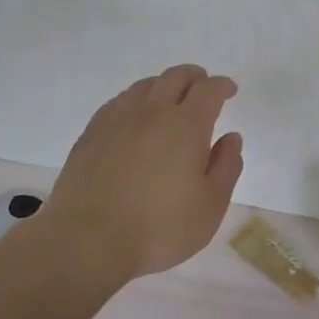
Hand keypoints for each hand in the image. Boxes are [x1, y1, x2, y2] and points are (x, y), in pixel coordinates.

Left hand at [37, 64, 243, 279]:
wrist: (87, 242)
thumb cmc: (160, 228)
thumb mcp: (211, 205)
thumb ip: (226, 166)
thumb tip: (230, 138)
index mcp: (187, 125)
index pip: (208, 90)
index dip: (222, 85)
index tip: (229, 91)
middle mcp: (152, 112)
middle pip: (175, 77)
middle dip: (195, 77)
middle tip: (203, 89)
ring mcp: (117, 120)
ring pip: (145, 86)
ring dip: (164, 86)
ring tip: (170, 101)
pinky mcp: (91, 134)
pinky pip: (118, 102)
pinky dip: (136, 101)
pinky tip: (135, 119)